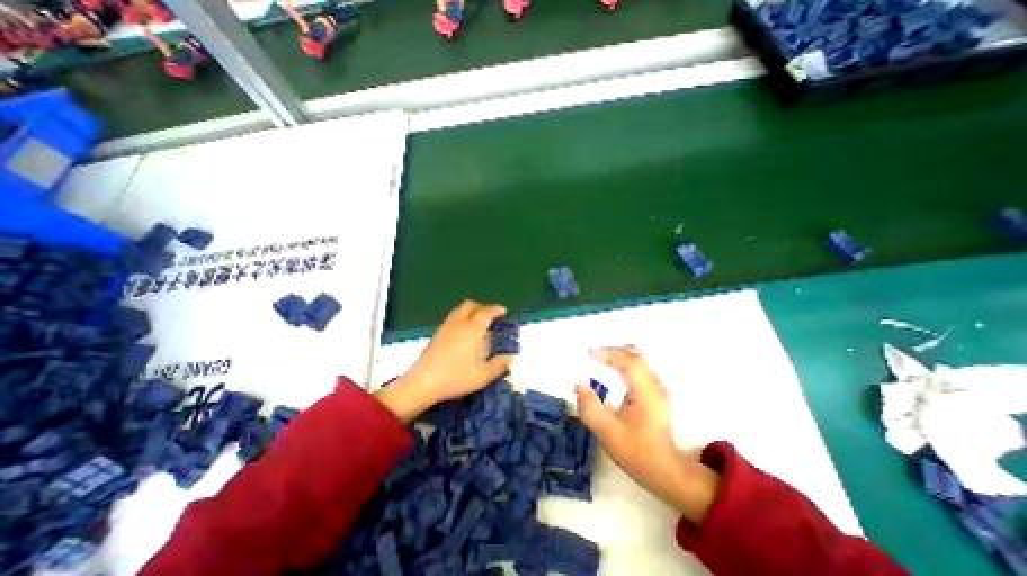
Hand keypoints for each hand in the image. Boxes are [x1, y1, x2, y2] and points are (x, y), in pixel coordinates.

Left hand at [377, 302, 511, 423]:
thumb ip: (498, 365)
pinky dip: (461, 318)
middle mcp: (459, 324)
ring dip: (470, 312)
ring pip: (459, 310)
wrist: (423, 382)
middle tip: (490, 317)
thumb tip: (509, 358)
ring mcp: (445, 327)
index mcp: (472, 330)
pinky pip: (452, 318)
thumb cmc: (455, 378)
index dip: (496, 309)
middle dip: (482, 307)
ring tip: (477, 324)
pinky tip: (462, 334)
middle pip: (470, 305)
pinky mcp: (437, 334)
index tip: (503, 311)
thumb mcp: (482, 376)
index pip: (486, 313)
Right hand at [575, 344, 716, 524]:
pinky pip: (638, 369)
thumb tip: (579, 384)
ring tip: (599, 363)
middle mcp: (655, 385)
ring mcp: (657, 388)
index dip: (608, 353)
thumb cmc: (637, 452)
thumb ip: (590, 408)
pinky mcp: (654, 393)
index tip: (588, 355)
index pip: (629, 360)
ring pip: (638, 360)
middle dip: (612, 352)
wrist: (665, 471)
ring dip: (617, 357)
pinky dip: (622, 365)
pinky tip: (611, 375)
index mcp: (646, 392)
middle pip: (635, 355)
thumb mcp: (608, 433)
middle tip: (592, 357)